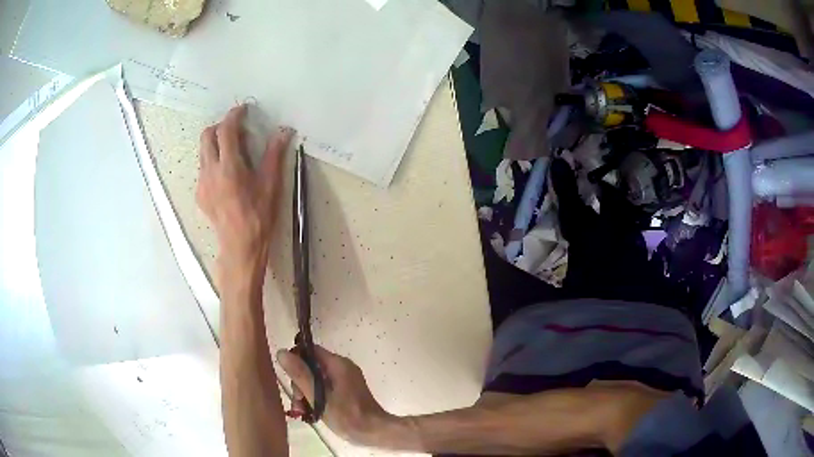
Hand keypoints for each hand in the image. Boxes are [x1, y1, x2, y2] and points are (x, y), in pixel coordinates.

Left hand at [196, 105, 292, 273]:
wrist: (240, 246)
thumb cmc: (259, 215)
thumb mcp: (271, 184)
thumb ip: (274, 154)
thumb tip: (284, 131)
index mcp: (229, 166)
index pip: (226, 130)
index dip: (234, 116)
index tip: (242, 110)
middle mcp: (210, 171)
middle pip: (206, 136)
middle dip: (219, 126)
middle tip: (235, 130)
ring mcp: (202, 183)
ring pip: (203, 152)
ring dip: (215, 144)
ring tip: (232, 152)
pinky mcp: (200, 194)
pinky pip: (203, 169)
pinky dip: (213, 162)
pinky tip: (226, 175)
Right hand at [277, 346, 399, 447]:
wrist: (374, 432)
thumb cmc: (347, 416)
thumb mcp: (319, 396)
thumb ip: (300, 374)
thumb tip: (282, 352)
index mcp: (338, 364)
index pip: (310, 350)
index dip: (296, 361)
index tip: (291, 380)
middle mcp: (342, 367)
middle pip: (311, 366)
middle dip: (300, 383)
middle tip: (298, 402)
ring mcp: (345, 380)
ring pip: (316, 379)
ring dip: (306, 393)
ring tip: (303, 411)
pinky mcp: (346, 391)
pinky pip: (325, 388)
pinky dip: (316, 397)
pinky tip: (312, 412)